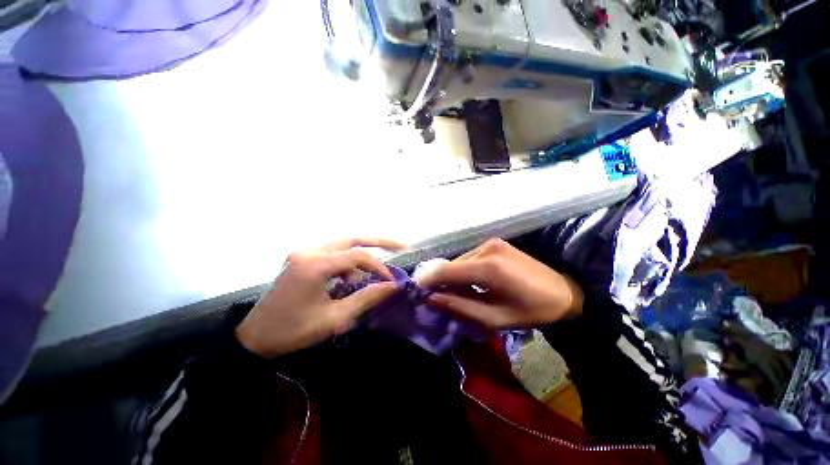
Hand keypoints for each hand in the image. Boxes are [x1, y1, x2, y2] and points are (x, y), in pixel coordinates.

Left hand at [235, 238, 404, 357]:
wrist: (255, 338)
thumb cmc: (294, 332)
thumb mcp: (335, 319)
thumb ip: (367, 298)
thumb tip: (393, 286)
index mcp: (314, 264)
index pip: (357, 256)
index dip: (379, 267)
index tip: (392, 281)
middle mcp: (309, 251)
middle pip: (352, 238)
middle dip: (379, 241)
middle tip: (401, 246)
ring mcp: (304, 252)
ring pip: (343, 243)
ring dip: (363, 255)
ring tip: (374, 274)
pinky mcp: (302, 258)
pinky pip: (333, 253)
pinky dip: (348, 262)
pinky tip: (351, 278)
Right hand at [416, 239, 583, 328]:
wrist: (563, 292)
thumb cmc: (531, 311)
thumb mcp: (494, 318)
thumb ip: (460, 306)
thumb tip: (432, 299)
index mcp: (488, 268)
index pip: (446, 271)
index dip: (428, 280)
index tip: (417, 291)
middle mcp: (486, 249)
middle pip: (452, 265)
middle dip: (442, 281)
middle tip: (440, 299)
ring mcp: (491, 243)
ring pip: (460, 261)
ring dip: (454, 277)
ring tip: (459, 293)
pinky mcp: (495, 243)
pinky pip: (471, 257)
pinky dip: (466, 270)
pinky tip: (472, 282)